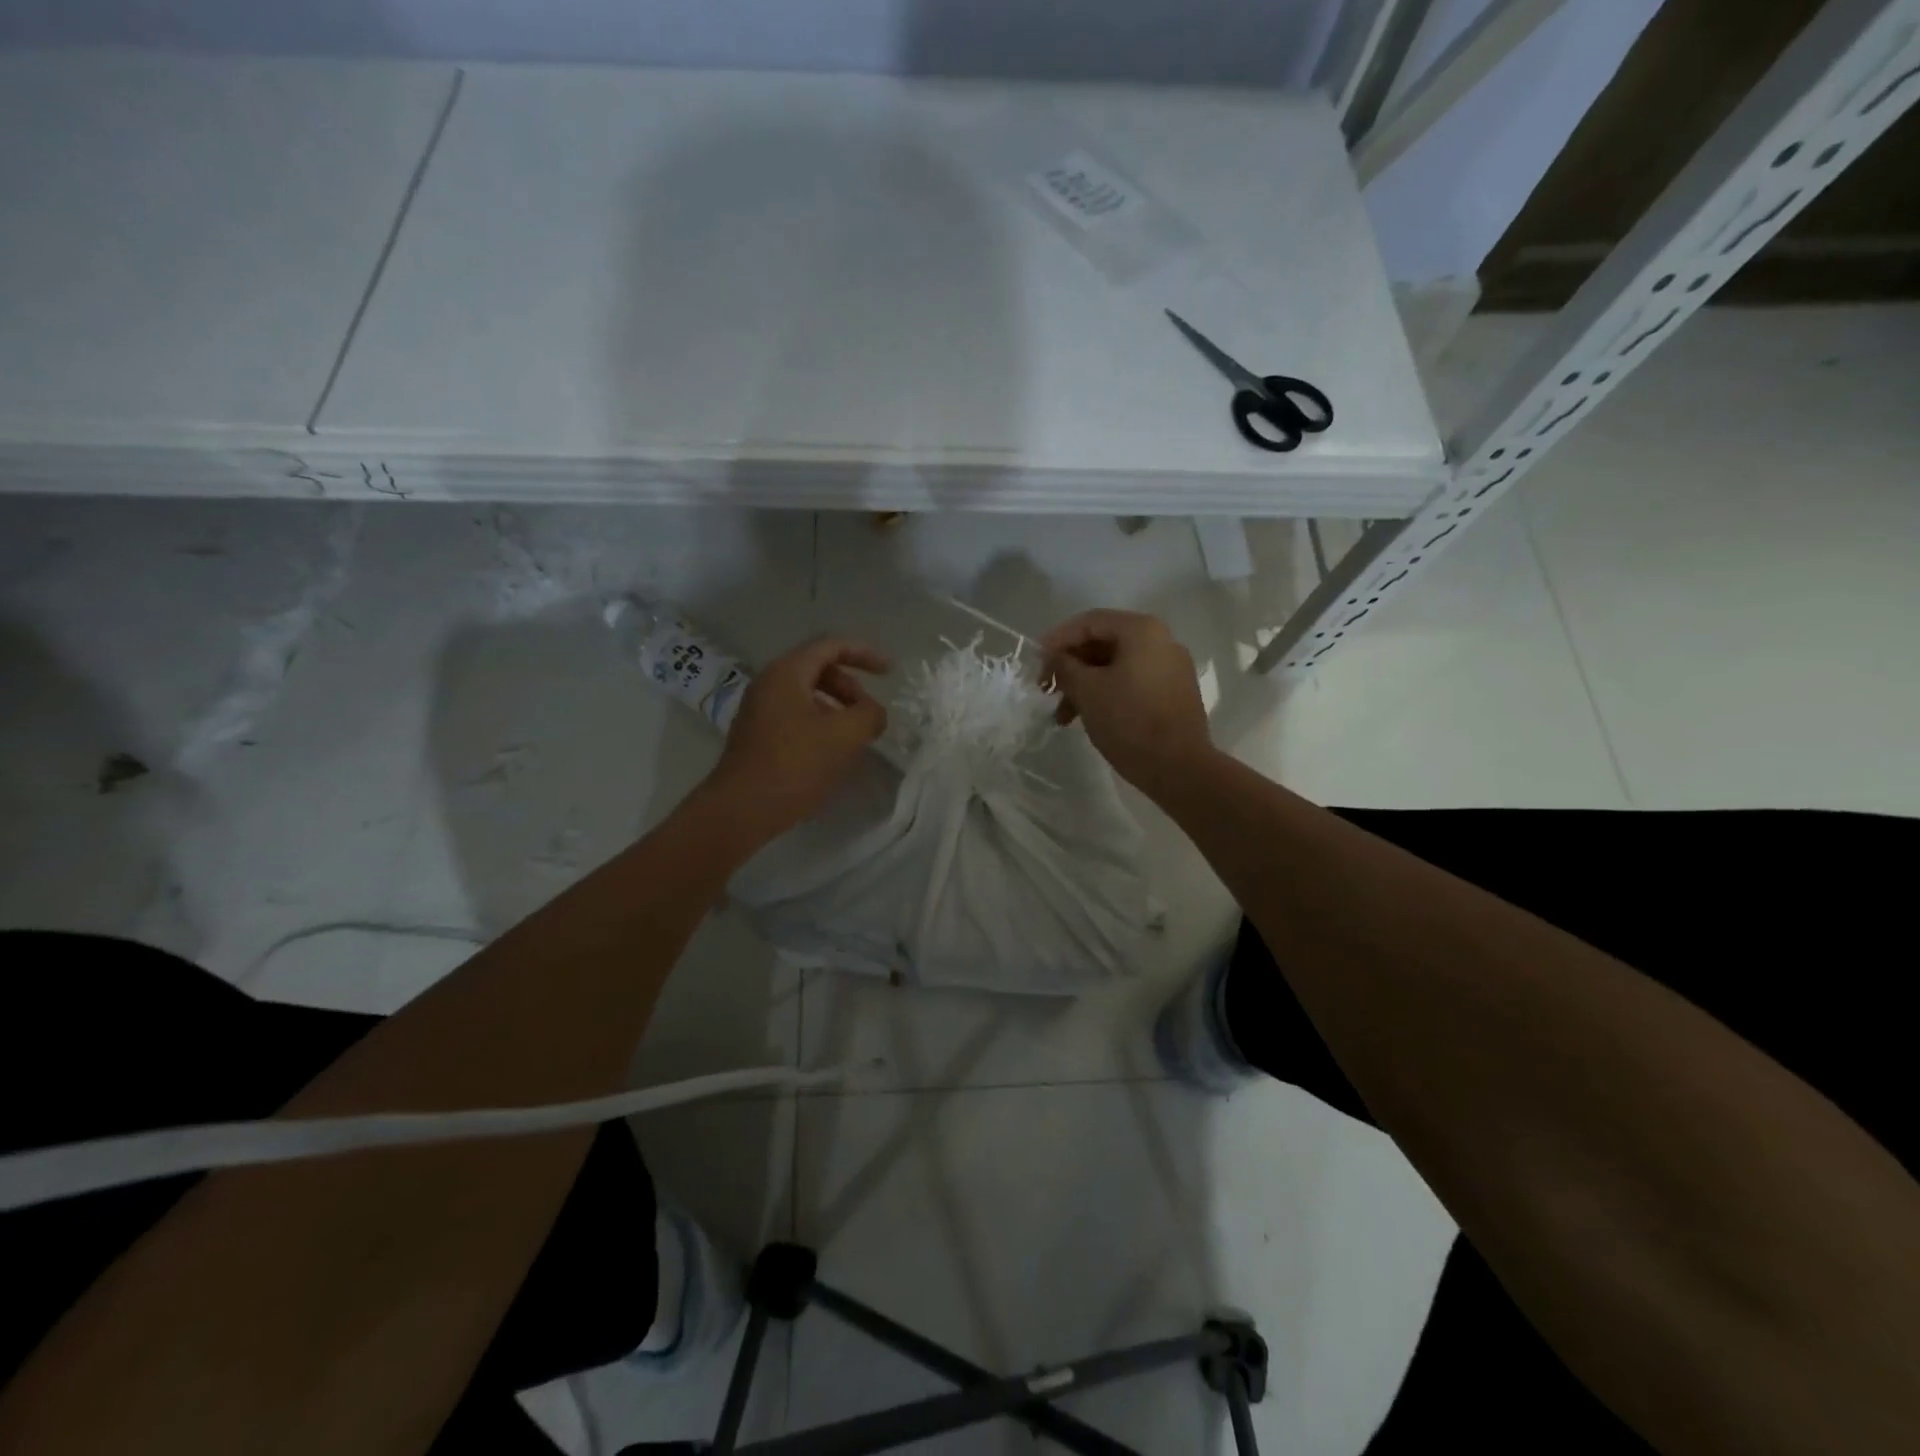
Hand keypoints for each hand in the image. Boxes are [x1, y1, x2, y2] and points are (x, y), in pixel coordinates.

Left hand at [705, 637, 889, 842]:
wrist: (742, 809)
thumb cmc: (795, 765)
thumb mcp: (845, 736)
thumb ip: (870, 715)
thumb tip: (873, 713)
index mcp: (787, 673)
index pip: (830, 647)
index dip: (864, 654)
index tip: (889, 673)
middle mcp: (768, 684)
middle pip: (818, 669)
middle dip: (850, 686)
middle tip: (868, 713)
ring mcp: (759, 711)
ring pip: (807, 695)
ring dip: (837, 708)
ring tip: (854, 736)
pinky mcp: (757, 737)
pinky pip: (795, 717)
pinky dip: (820, 724)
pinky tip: (831, 752)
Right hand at [1040, 610, 1212, 795]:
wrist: (1179, 768)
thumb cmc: (1129, 721)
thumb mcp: (1087, 690)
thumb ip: (1064, 666)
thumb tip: (1055, 658)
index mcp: (1141, 630)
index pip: (1089, 622)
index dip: (1057, 639)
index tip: (1035, 662)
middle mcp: (1161, 641)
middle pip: (1103, 643)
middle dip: (1070, 666)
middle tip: (1046, 689)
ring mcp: (1171, 668)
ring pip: (1116, 666)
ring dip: (1085, 685)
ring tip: (1062, 716)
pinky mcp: (1173, 693)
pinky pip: (1132, 683)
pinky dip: (1106, 694)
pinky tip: (1088, 718)